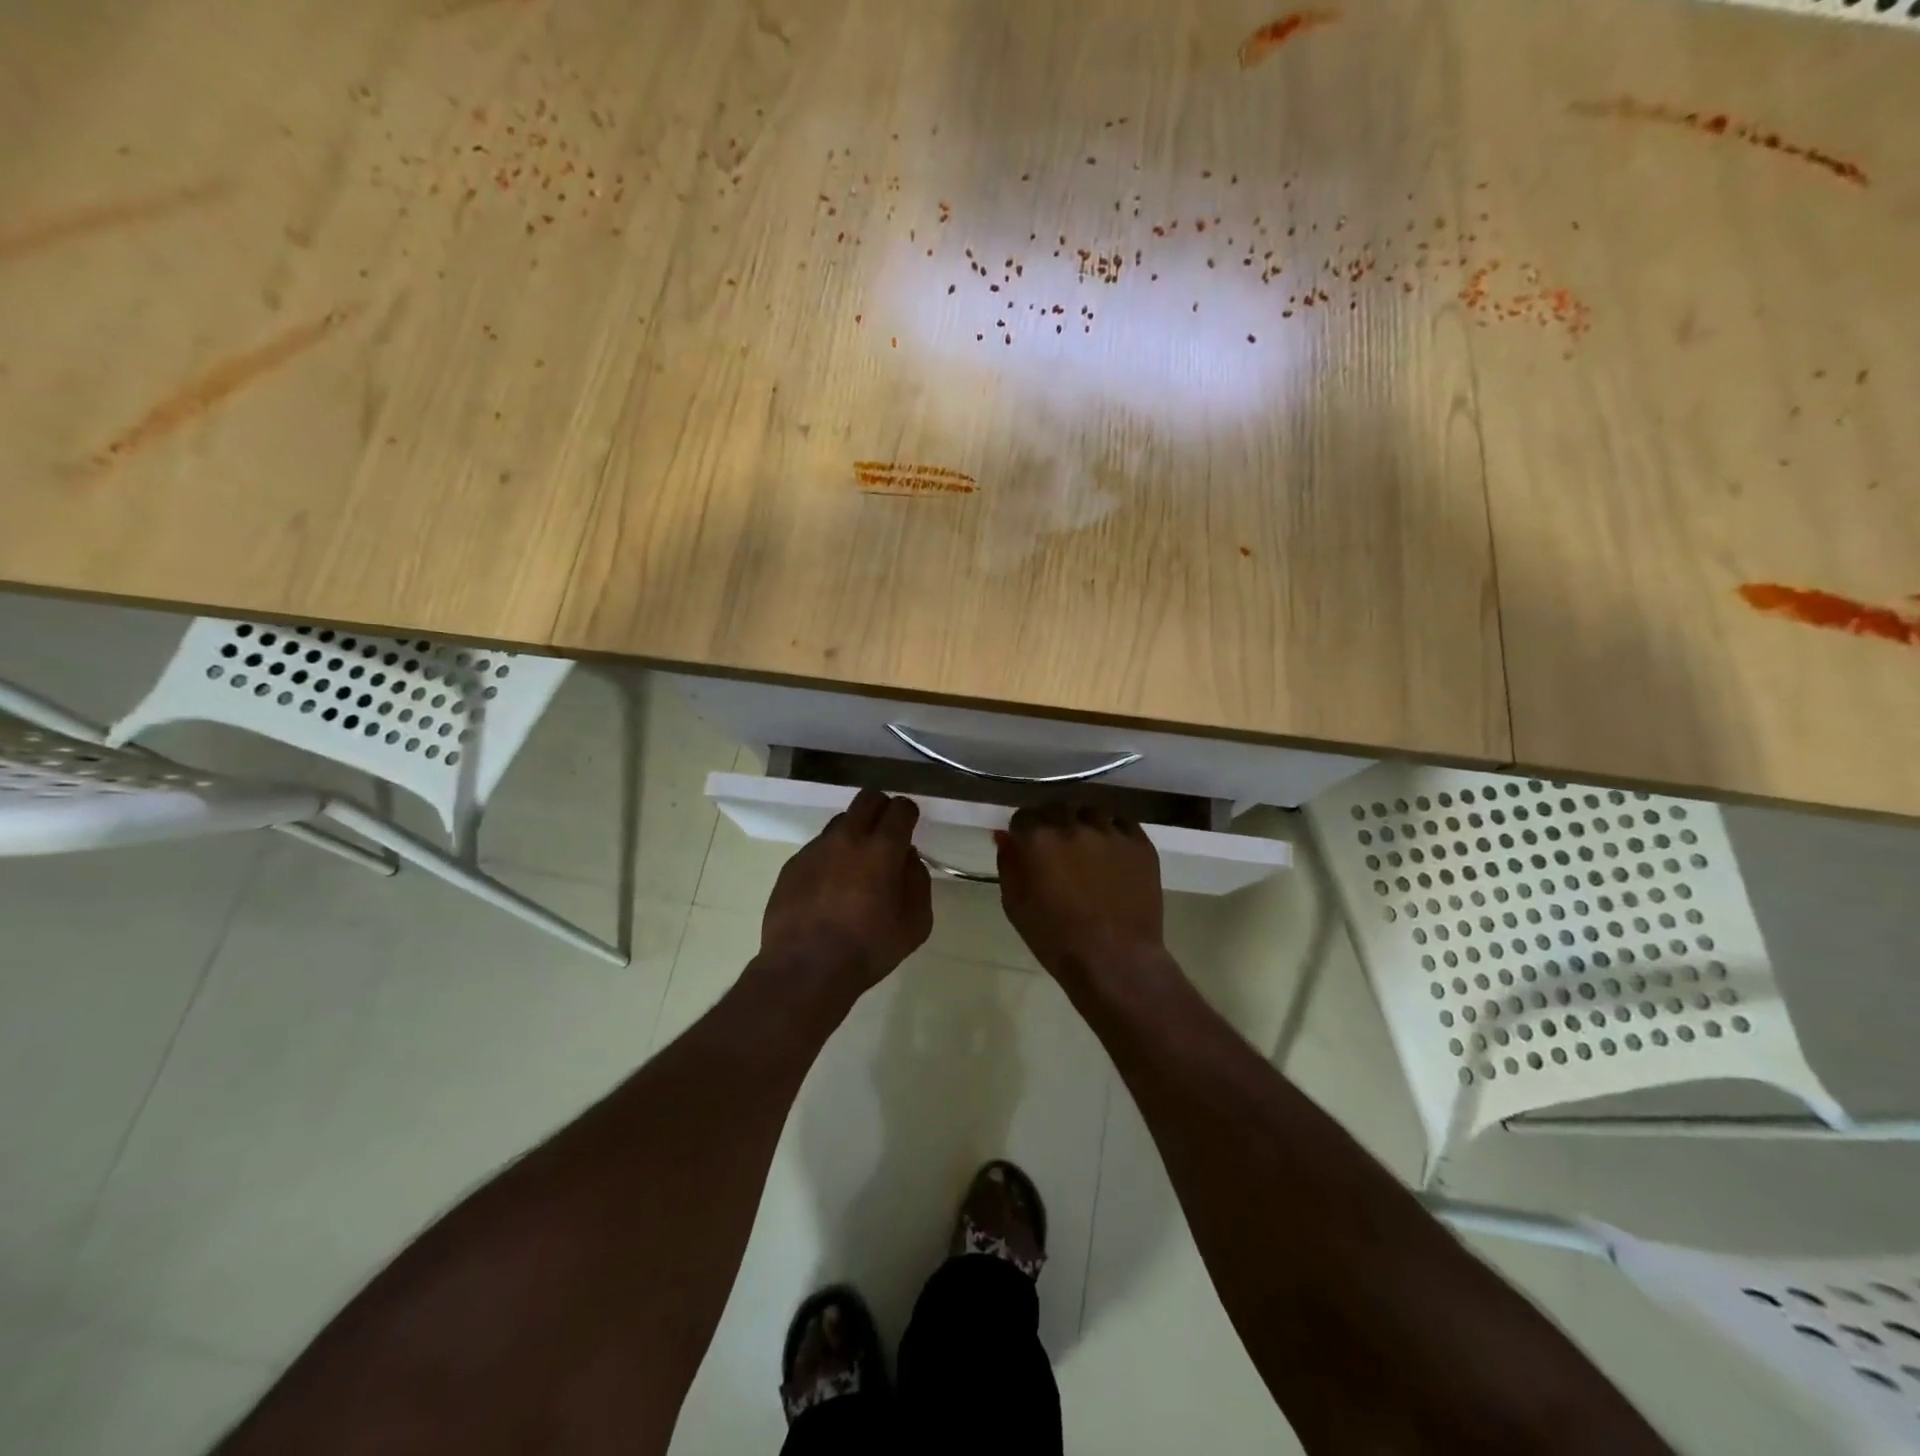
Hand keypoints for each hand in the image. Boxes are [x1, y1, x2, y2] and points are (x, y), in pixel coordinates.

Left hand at [762, 788, 931, 986]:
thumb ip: (917, 881)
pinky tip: (829, 888)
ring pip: (840, 822)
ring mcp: (816, 849)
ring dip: (854, 833)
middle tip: (886, 834)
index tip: (909, 827)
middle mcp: (847, 838)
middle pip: (868, 799)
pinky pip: (818, 848)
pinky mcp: (792, 864)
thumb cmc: (868, 950)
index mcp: (882, 849)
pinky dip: (830, 857)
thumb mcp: (915, 924)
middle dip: (882, 808)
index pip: (900, 808)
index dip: (908, 814)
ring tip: (855, 866)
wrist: (804, 970)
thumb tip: (907, 857)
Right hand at [996, 803, 1165, 981]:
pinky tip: (1112, 852)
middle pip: (1058, 809)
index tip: (1027, 846)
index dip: (1024, 831)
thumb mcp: (1015, 905)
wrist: (1114, 959)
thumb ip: (1008, 864)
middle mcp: (1072, 825)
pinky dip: (1113, 831)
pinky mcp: (1139, 843)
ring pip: (1091, 812)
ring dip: (1084, 824)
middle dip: (1053, 823)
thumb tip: (1005, 836)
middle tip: (1057, 848)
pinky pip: (1122, 823)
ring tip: (1087, 848)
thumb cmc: (1056, 938)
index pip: (1024, 816)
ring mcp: (1109, 831)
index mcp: (1037, 838)